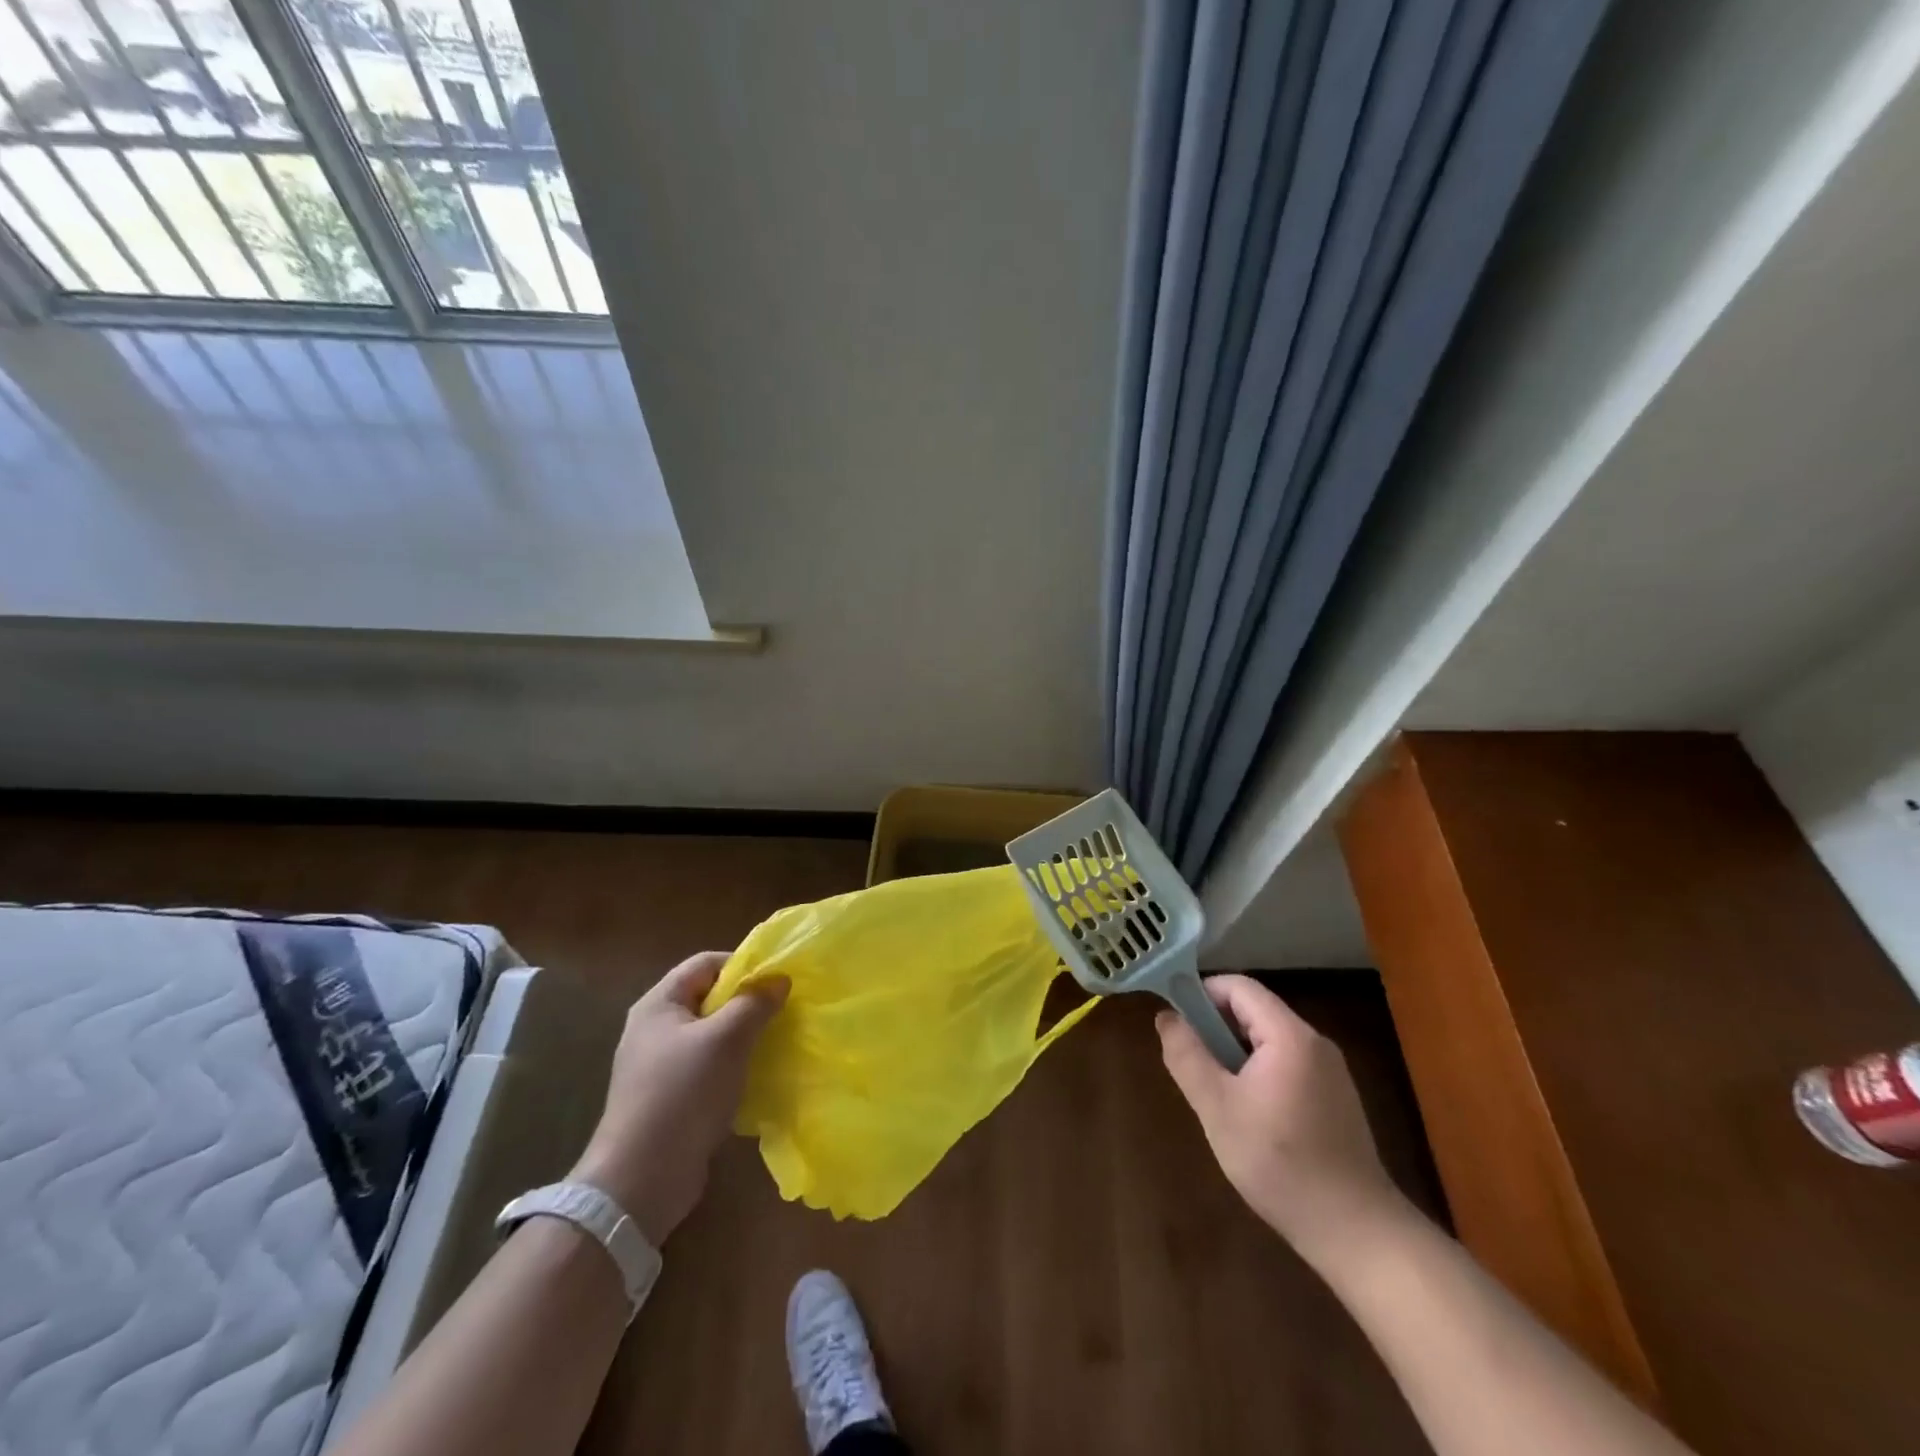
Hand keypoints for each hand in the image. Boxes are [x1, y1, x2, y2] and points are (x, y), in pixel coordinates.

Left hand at [571, 952, 787, 1246]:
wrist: (641, 1180)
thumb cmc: (683, 1093)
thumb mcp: (727, 1039)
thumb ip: (754, 1003)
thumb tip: (779, 979)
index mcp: (659, 1004)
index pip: (704, 963)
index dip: (742, 964)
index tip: (777, 979)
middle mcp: (654, 1029)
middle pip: (708, 999)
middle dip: (746, 1002)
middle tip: (783, 1010)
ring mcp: (659, 1067)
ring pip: (710, 1036)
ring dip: (743, 1037)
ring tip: (776, 1043)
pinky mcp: (668, 1099)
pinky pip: (707, 1069)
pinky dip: (732, 1068)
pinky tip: (755, 1079)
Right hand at [1158, 974, 1406, 1269]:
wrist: (1356, 1232)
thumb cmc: (1280, 1164)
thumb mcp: (1217, 1108)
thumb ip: (1187, 1056)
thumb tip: (1166, 1016)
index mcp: (1289, 1036)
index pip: (1239, 987)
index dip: (1202, 993)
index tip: (1177, 1021)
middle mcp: (1315, 1042)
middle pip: (1255, 1011)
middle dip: (1217, 1028)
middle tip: (1193, 1064)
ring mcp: (1331, 1071)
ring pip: (1269, 1040)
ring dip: (1236, 1053)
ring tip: (1217, 1094)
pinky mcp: (1336, 1098)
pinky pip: (1287, 1064)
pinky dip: (1259, 1073)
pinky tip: (1250, 1116)